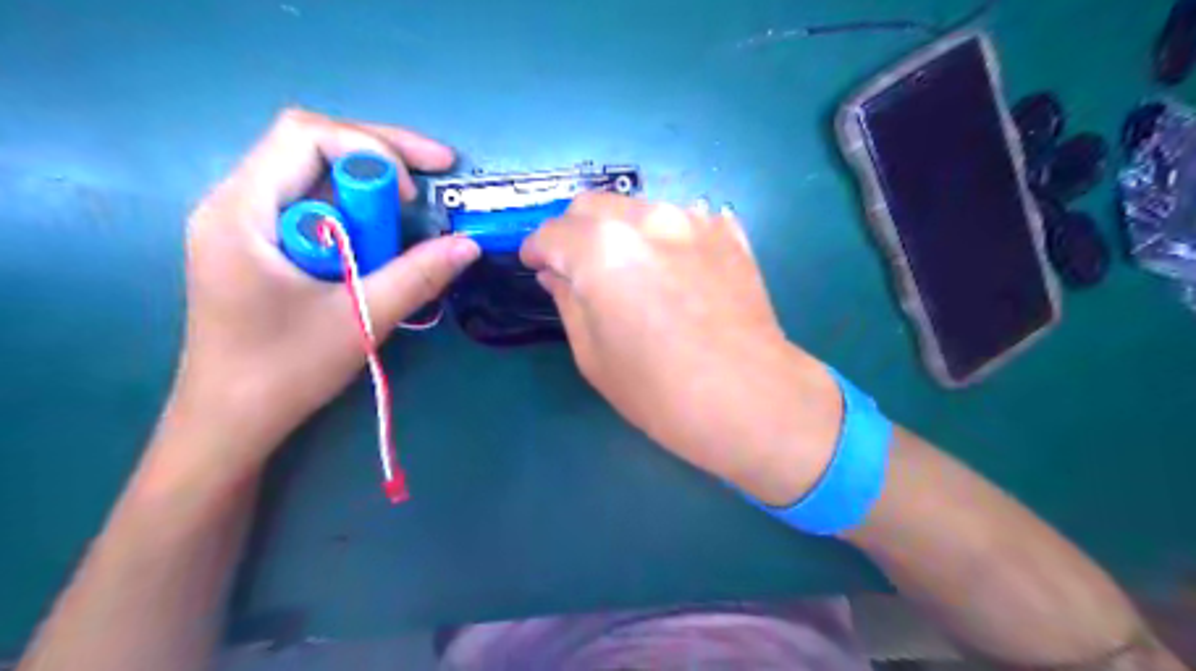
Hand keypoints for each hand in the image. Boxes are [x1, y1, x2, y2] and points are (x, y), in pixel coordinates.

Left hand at [162, 108, 480, 478]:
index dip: (370, 149)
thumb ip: (418, 276)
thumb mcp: (360, 319)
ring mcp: (246, 224)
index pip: (305, 136)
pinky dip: (358, 214)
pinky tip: (383, 238)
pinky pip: (316, 207)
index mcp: (242, 211)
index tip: (413, 196)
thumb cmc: (284, 372)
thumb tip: (470, 244)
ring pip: (316, 176)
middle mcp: (237, 203)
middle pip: (312, 146)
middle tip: (439, 171)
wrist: (231, 422)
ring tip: (417, 210)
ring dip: (371, 187)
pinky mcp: (262, 246)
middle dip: (381, 154)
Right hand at [521, 193, 839, 503]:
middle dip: (573, 232)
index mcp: (601, 249)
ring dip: (619, 230)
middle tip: (577, 267)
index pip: (551, 233)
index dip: (536, 250)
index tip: (536, 266)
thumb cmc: (659, 390)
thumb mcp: (593, 355)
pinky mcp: (728, 233)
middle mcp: (645, 218)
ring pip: (637, 206)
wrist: (750, 399)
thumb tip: (556, 274)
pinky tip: (674, 268)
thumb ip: (568, 302)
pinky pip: (683, 220)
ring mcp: (693, 220)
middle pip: (591, 205)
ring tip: (630, 268)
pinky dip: (665, 237)